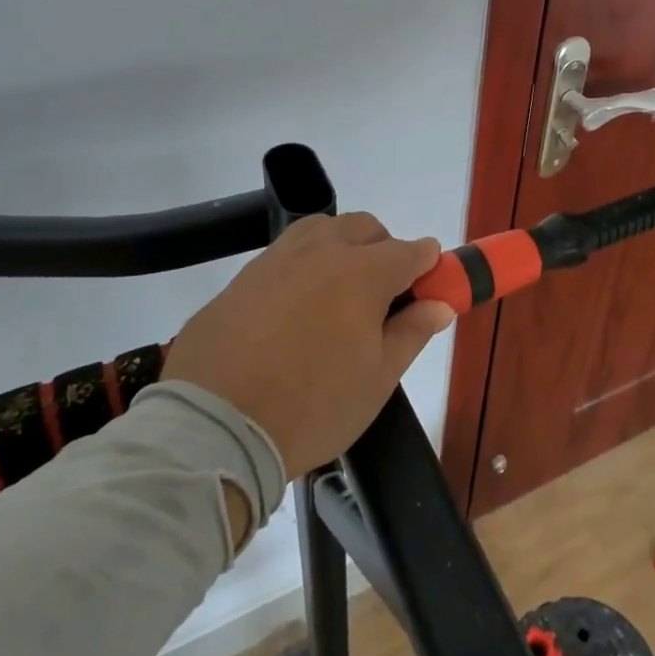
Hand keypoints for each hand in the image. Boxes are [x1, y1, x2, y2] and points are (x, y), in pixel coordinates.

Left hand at [161, 213, 454, 476]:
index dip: (428, 268)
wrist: (214, 427)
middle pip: (366, 228)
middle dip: (385, 249)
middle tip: (383, 298)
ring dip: (342, 247)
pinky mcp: (241, 278)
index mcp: (363, 273)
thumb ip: (412, 333)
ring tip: (338, 295)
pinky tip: (294, 310)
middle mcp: (321, 252)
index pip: (411, 251)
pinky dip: (303, 267)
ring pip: (321, 230)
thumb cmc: (312, 407)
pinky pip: (284, 255)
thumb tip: (440, 305)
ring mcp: (275, 260)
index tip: (429, 291)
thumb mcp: (377, 379)